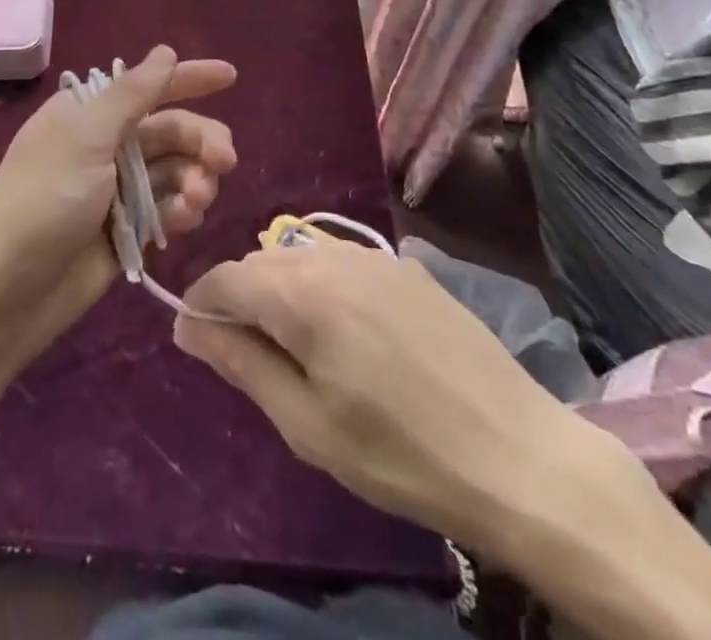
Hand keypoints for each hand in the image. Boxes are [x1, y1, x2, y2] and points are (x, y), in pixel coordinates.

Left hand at [0, 45, 236, 372]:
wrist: (6, 292)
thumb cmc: (42, 200)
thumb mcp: (85, 138)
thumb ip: (131, 95)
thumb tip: (165, 52)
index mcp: (89, 113)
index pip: (148, 86)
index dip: (189, 77)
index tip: (232, 76)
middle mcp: (106, 145)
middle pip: (172, 130)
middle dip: (201, 141)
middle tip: (224, 161)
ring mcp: (118, 190)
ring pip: (177, 171)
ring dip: (195, 180)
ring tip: (196, 202)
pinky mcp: (128, 230)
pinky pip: (169, 209)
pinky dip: (182, 211)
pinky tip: (184, 222)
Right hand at [173, 239, 644, 570]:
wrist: (522, 457)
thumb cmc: (402, 454)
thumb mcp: (308, 424)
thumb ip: (241, 363)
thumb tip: (188, 326)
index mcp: (301, 292)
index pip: (224, 277)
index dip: (201, 304)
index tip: (198, 340)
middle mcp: (332, 255)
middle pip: (260, 262)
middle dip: (241, 299)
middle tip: (252, 356)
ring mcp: (374, 256)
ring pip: (300, 257)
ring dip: (282, 290)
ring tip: (300, 347)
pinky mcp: (407, 266)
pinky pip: (341, 262)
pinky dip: (322, 286)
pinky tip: (349, 334)